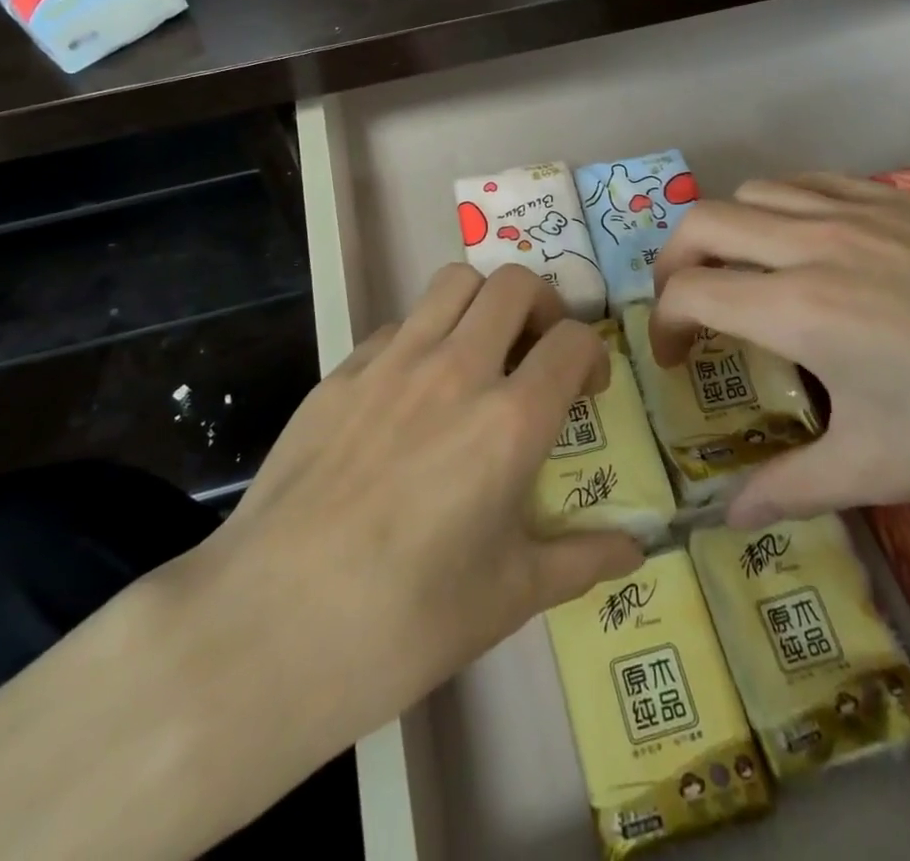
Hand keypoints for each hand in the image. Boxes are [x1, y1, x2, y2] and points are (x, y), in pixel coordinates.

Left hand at [151, 263, 640, 811]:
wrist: (271, 625)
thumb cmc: (405, 622)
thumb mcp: (509, 596)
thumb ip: (581, 560)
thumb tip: (638, 551)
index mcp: (509, 421)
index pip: (573, 341)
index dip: (592, 354)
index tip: (587, 388)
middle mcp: (455, 370)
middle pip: (514, 284)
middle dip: (542, 305)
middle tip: (538, 350)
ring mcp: (391, 362)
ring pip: (453, 282)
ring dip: (482, 303)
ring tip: (480, 351)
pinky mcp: (340, 372)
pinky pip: (397, 325)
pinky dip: (423, 336)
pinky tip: (411, 391)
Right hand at [649, 172, 909, 525]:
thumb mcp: (884, 471)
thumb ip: (790, 488)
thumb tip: (726, 518)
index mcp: (799, 309)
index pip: (690, 293)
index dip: (663, 326)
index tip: (676, 361)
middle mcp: (813, 243)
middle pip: (702, 223)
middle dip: (674, 263)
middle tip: (688, 309)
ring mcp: (859, 211)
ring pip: (753, 191)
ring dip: (727, 230)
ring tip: (743, 274)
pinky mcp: (900, 200)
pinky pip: (810, 181)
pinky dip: (781, 205)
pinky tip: (807, 244)